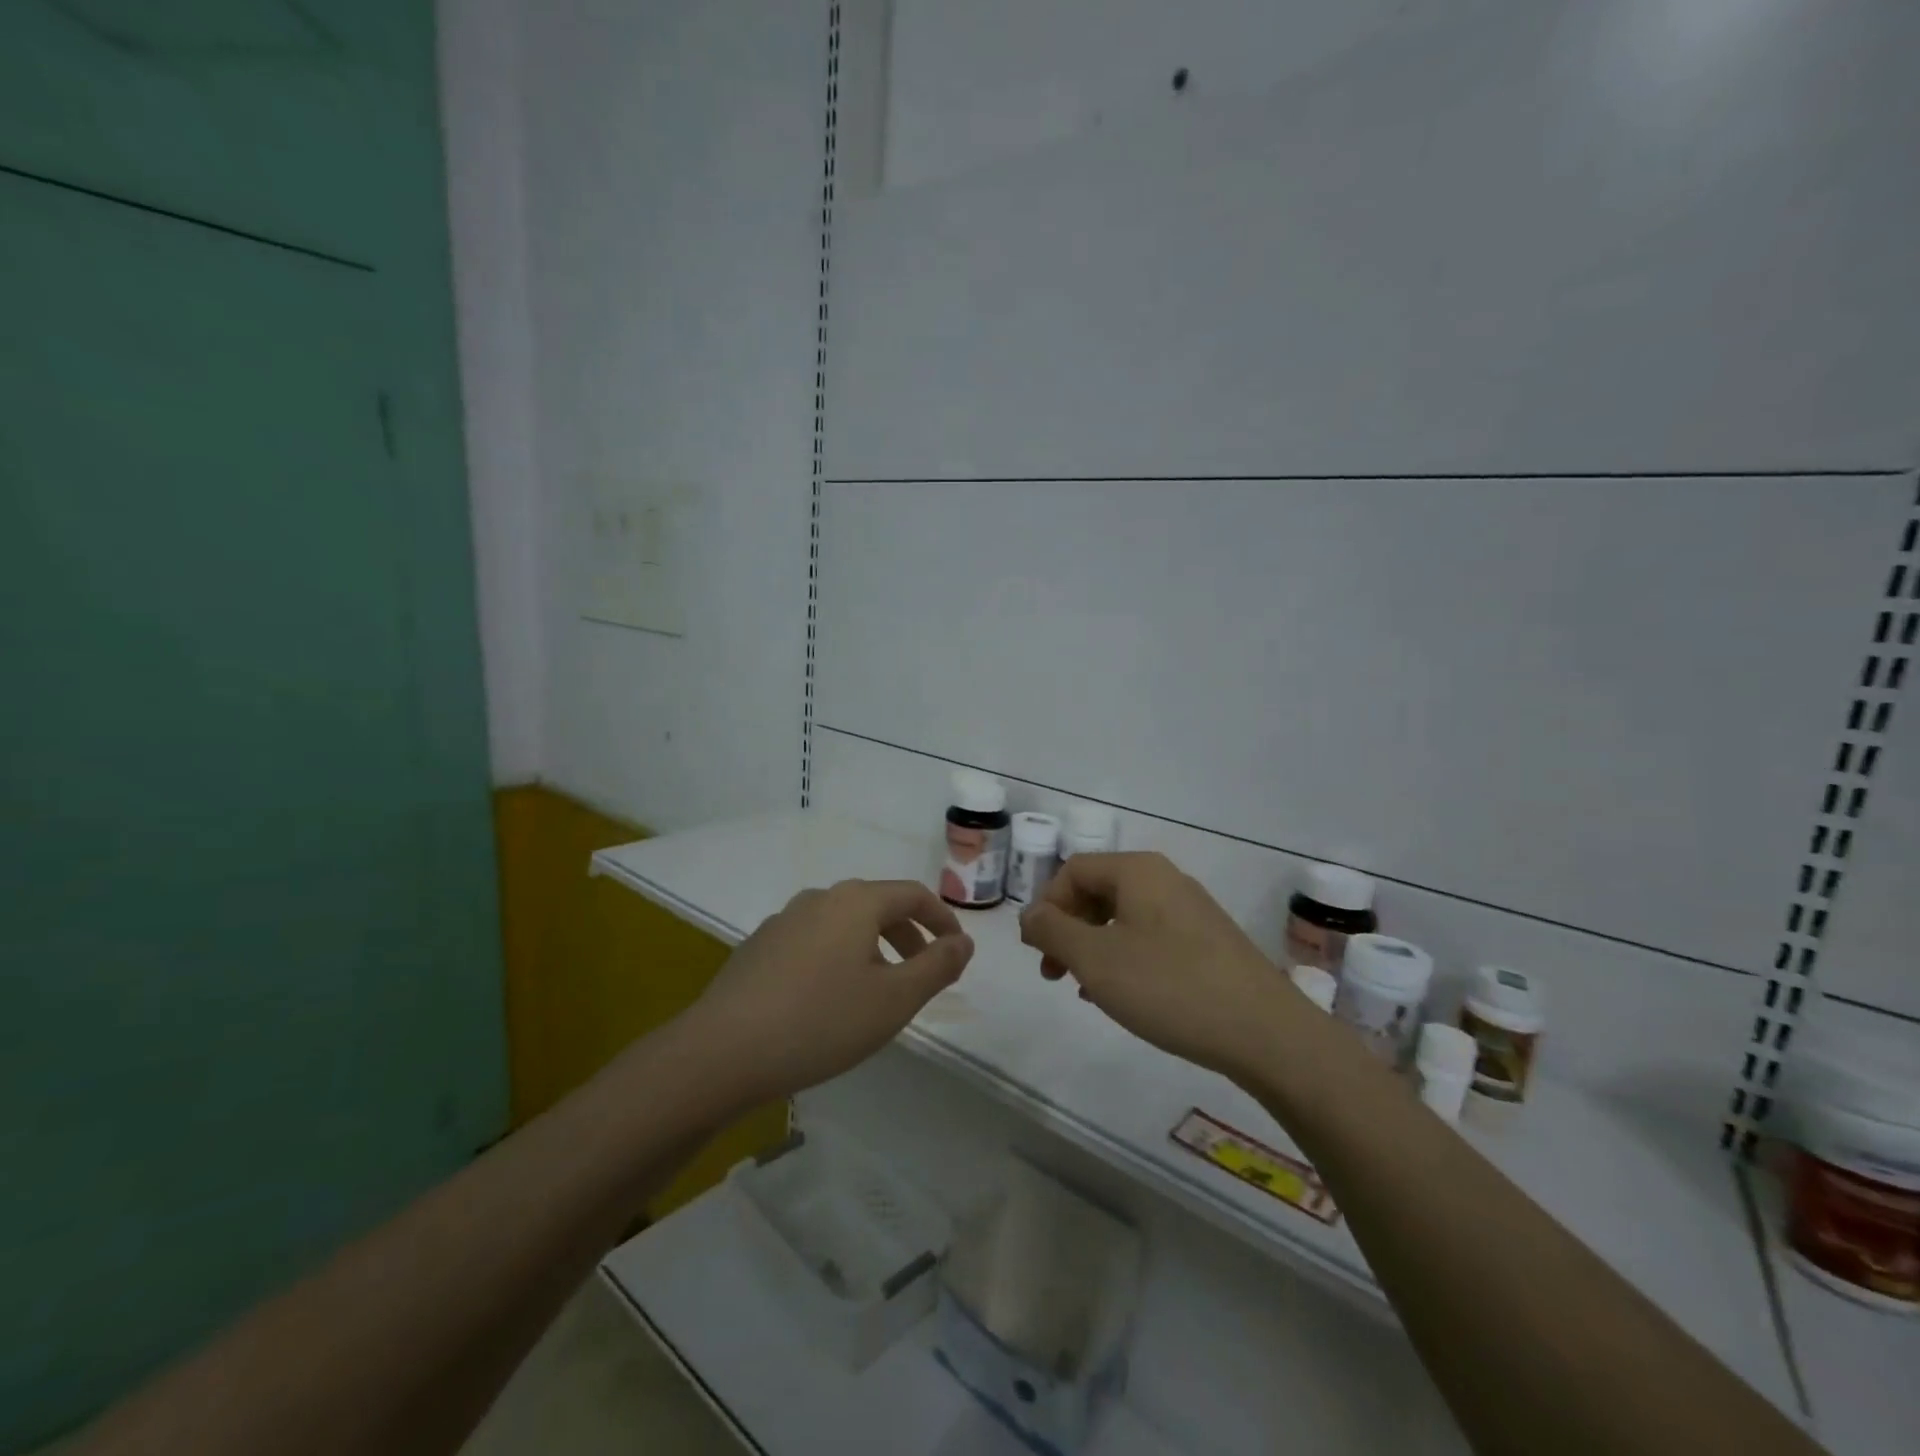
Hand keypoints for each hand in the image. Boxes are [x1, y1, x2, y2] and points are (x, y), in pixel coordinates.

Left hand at [682, 880, 973, 1105]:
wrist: (721, 1052)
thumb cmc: (821, 1022)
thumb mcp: (894, 1000)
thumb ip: (937, 966)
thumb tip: (964, 942)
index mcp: (855, 901)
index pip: (913, 895)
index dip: (942, 920)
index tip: (957, 952)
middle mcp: (819, 899)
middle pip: (878, 906)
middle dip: (909, 936)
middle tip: (924, 974)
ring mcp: (784, 921)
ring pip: (844, 925)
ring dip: (873, 949)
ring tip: (879, 992)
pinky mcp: (759, 948)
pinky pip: (814, 942)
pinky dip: (839, 959)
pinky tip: (830, 1001)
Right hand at [1018, 852, 1293, 1080]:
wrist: (1266, 1032)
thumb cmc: (1169, 986)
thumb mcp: (1095, 959)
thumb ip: (1052, 931)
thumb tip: (1029, 915)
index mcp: (1137, 871)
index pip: (1073, 871)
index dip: (1046, 907)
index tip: (1038, 952)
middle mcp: (1165, 879)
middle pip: (1098, 892)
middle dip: (1067, 930)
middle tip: (1054, 974)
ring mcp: (1191, 910)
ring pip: (1123, 918)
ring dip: (1093, 948)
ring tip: (1085, 990)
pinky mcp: (1209, 941)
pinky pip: (1151, 938)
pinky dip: (1125, 958)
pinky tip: (1123, 996)